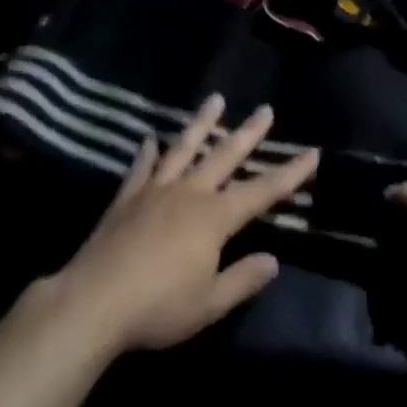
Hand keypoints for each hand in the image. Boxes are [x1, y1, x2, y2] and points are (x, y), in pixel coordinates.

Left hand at [44, 95, 318, 355]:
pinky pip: (141, 167)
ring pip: (184, 148)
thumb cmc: (158, 307)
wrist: (93, 302)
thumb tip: (274, 260)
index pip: (262, 190)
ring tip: (215, 99)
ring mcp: (155, 190)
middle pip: (224, 156)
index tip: (312, 152)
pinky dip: (147, 152)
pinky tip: (150, 138)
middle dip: (249, 133)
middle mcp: (189, 193)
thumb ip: (243, 279)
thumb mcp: (209, 303)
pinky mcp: (126, 197)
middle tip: (265, 109)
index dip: (290, 173)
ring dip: (201, 123)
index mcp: (214, 217)